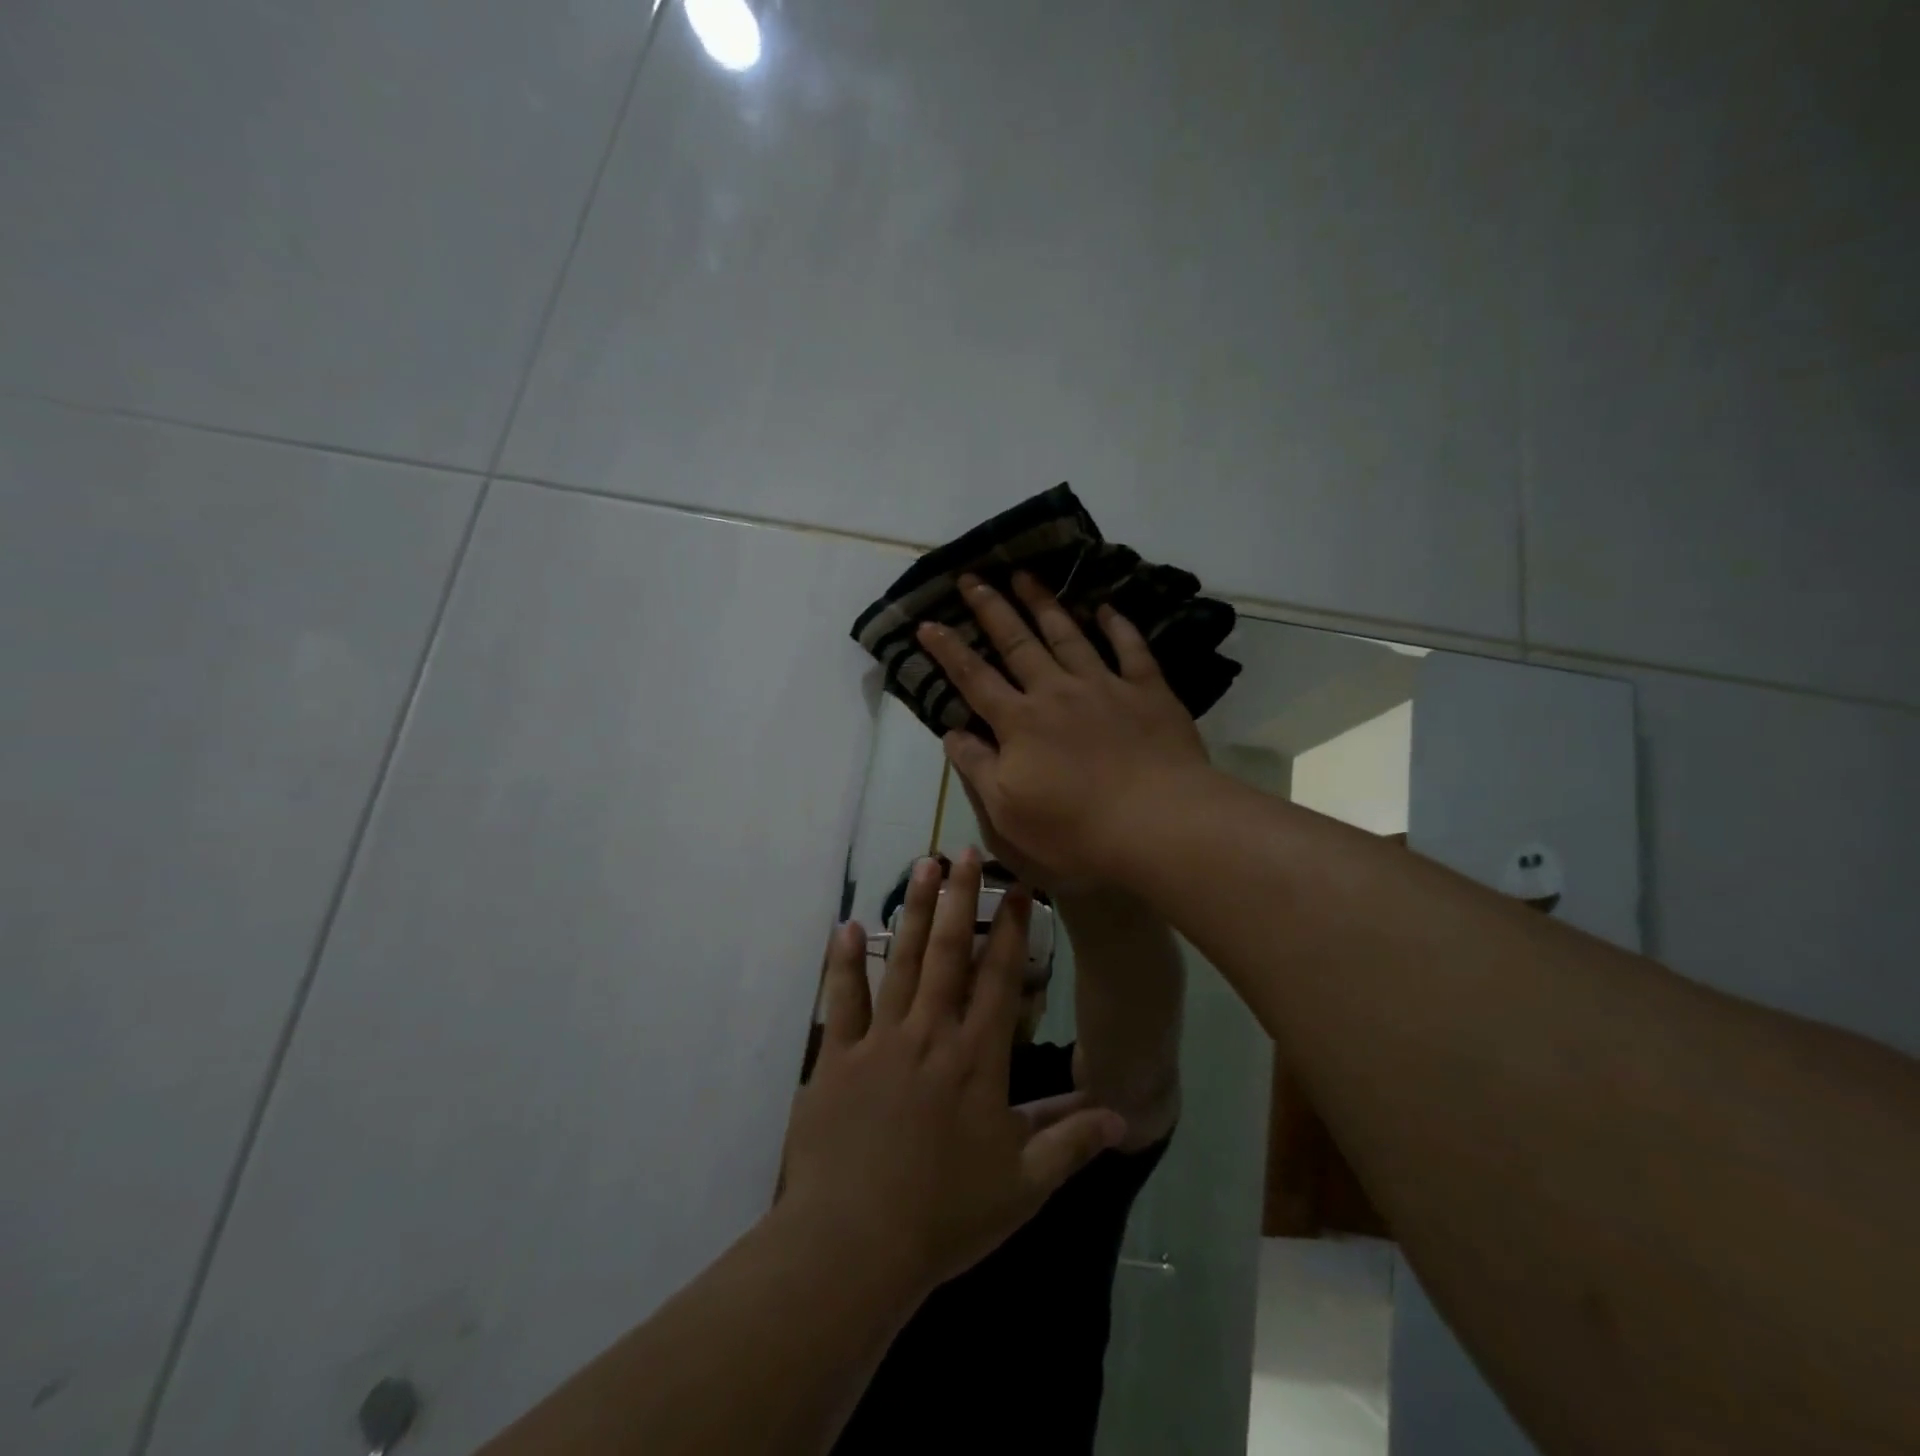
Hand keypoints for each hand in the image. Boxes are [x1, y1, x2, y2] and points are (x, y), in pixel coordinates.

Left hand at [782, 850, 1126, 1293]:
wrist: (855, 1244)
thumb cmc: (945, 1215)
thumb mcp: (1022, 1187)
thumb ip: (1071, 1144)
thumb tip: (1122, 1115)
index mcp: (977, 1060)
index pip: (1000, 980)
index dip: (1012, 930)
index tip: (1018, 889)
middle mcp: (931, 1034)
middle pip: (950, 953)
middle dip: (960, 898)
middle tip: (965, 851)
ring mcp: (880, 1040)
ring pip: (902, 961)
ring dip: (914, 911)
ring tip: (921, 866)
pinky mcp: (838, 1056)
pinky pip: (842, 998)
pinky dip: (845, 961)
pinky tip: (848, 925)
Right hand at [915, 572, 1212, 886]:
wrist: (1158, 823)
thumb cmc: (1075, 828)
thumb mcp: (1007, 810)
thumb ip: (977, 767)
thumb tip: (950, 732)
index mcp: (1019, 722)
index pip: (974, 678)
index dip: (948, 650)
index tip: (927, 623)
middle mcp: (1056, 692)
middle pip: (1017, 643)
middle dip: (991, 608)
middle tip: (972, 577)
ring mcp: (1104, 686)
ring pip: (1067, 634)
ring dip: (1043, 604)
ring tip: (1025, 575)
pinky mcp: (1148, 691)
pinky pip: (1130, 648)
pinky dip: (1117, 626)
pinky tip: (1106, 607)